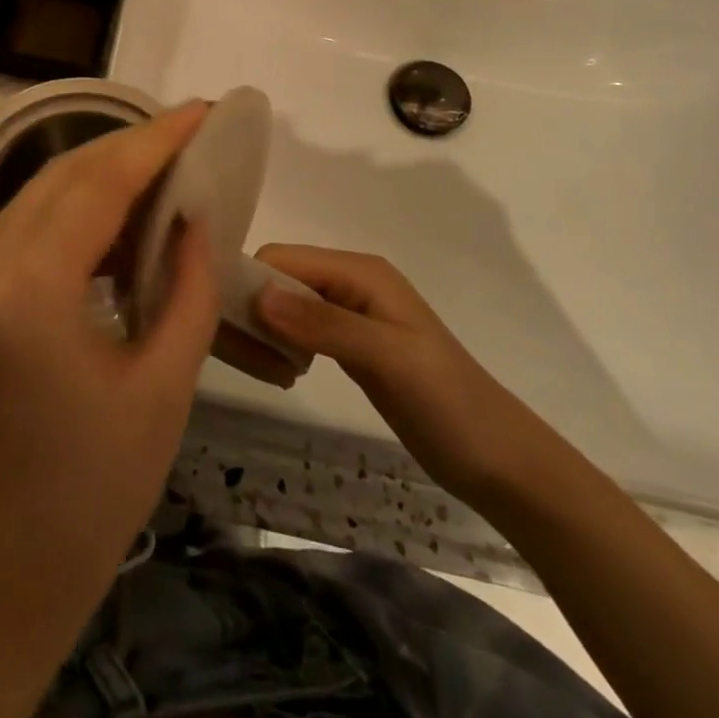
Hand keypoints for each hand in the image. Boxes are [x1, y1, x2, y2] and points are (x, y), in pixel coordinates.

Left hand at [0, 103, 220, 660]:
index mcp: (27, 292)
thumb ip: (185, 288)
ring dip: (97, 178)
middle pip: (59, 178)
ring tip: (162, 170)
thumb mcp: (161, 389)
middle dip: (127, 148)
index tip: (201, 111)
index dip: (154, 141)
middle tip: (187, 135)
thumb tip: (195, 217)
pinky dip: (71, 216)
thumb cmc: (90, 498)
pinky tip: (116, 223)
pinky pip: (20, 235)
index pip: (97, 184)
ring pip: (35, 200)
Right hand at [251, 244, 549, 501]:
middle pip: (279, 278)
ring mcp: (349, 313)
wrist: (498, 459)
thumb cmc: (448, 402)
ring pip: (285, 304)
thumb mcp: (387, 358)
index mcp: (359, 271)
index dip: (248, 280)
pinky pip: (299, 329)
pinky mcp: (348, 343)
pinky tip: (278, 370)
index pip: (281, 258)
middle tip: (236, 352)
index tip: (219, 321)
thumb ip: (324, 325)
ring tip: (257, 364)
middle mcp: (349, 282)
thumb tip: (257, 296)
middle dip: (251, 306)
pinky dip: (281, 343)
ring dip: (263, 327)